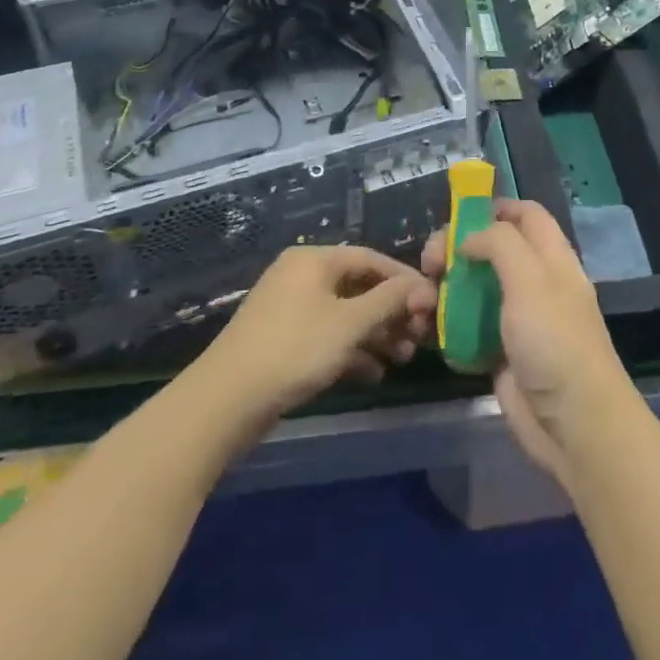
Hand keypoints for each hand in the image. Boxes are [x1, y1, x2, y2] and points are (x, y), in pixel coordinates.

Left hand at [195, 245, 434, 429]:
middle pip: (359, 287)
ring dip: (376, 334)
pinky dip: (352, 350)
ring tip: (402, 359)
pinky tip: (374, 374)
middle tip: (419, 338)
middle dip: (392, 312)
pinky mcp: (283, 339)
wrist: (226, 400)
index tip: (433, 304)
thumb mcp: (349, 324)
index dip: (405, 280)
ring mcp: (290, 308)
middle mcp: (302, 276)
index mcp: (314, 260)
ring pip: (345, 314)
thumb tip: (423, 286)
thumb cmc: (294, 350)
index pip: (371, 259)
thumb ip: (389, 301)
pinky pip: (328, 335)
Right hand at [421, 200, 635, 486]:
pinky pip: (468, 330)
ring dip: (445, 291)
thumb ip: (499, 244)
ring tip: (421, 302)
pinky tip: (427, 331)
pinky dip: (447, 327)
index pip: (526, 215)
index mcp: (551, 258)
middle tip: (429, 264)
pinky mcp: (501, 354)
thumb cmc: (555, 342)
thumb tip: (469, 237)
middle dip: (456, 250)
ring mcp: (517, 320)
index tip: (456, 216)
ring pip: (474, 290)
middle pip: (492, 250)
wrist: (574, 425)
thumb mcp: (530, 279)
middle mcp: (535, 283)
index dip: (494, 208)